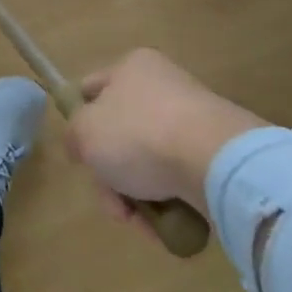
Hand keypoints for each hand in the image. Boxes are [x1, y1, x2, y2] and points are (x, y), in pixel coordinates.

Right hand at [64, 49, 266, 219]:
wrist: (217, 162)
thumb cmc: (140, 134)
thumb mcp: (85, 133)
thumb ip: (73, 135)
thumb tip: (81, 146)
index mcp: (131, 67)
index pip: (92, 89)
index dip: (79, 121)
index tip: (80, 155)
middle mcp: (163, 85)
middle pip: (121, 134)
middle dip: (112, 176)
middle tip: (114, 204)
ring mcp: (194, 120)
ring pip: (149, 162)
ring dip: (139, 195)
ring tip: (142, 223)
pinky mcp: (217, 153)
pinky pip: (180, 178)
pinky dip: (170, 202)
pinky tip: (168, 225)